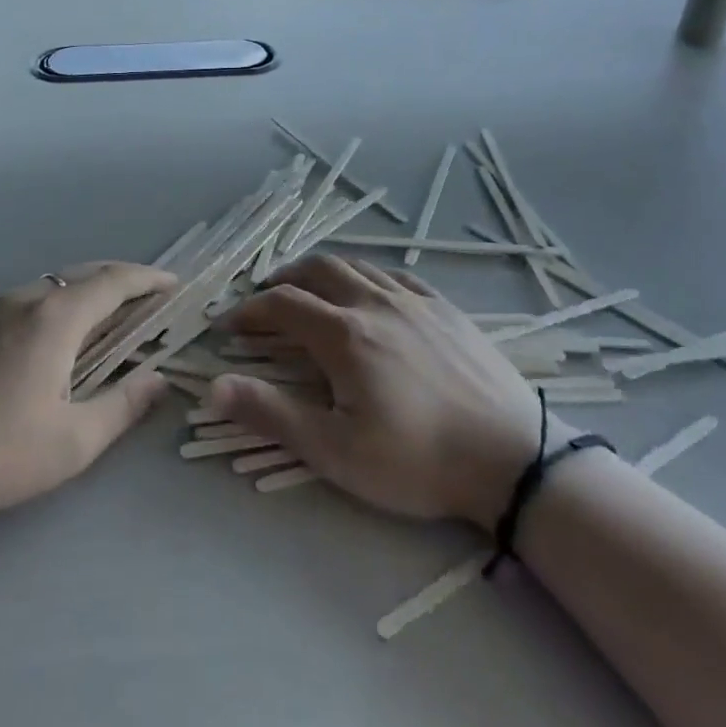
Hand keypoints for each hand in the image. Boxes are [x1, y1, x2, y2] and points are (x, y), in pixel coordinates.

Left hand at [0, 262, 173, 538]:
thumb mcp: (71, 442)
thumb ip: (122, 407)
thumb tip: (158, 380)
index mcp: (56, 318)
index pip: (115, 281)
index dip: (150, 279)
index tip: (175, 286)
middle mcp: (25, 300)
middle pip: (85, 274)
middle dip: (123, 280)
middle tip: (149, 299)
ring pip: (54, 285)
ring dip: (88, 292)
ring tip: (108, 317)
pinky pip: (29, 301)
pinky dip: (60, 305)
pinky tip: (55, 339)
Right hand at [209, 256, 552, 529]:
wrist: (511, 458)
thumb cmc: (417, 460)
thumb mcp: (335, 451)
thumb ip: (272, 415)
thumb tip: (214, 386)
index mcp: (344, 334)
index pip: (282, 304)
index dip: (249, 310)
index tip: (229, 325)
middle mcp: (375, 302)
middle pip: (318, 269)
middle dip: (283, 278)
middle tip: (265, 298)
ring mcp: (415, 300)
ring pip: (357, 265)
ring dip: (324, 272)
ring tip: (310, 290)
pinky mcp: (446, 308)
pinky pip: (397, 275)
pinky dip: (368, 275)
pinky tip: (370, 293)